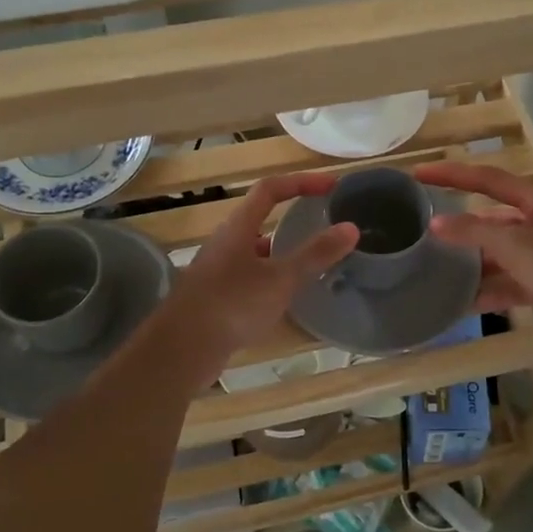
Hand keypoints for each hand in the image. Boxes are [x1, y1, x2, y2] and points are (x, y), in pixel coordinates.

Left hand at [157, 173, 358, 379]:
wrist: (182, 349)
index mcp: (238, 228)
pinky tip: (287, 296)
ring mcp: (218, 270)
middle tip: (324, 223)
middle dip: (293, 216)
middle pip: (261, 217)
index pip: (270, 189)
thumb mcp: (280, 279)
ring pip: (256, 249)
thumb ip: (315, 254)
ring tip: (313, 261)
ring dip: (283, 250)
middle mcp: (225, 242)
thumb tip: (351, 228)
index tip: (332, 186)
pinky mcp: (217, 297)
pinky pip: (250, 276)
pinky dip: (272, 277)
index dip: (302, 182)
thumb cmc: (232, 305)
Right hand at [414, 162, 532, 351]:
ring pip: (500, 255)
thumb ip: (475, 233)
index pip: (488, 180)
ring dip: (473, 264)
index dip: (453, 175)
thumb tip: (435, 223)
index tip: (418, 174)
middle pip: (494, 219)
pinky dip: (490, 291)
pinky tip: (461, 302)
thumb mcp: (519, 247)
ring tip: (434, 269)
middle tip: (423, 230)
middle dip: (462, 227)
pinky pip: (511, 283)